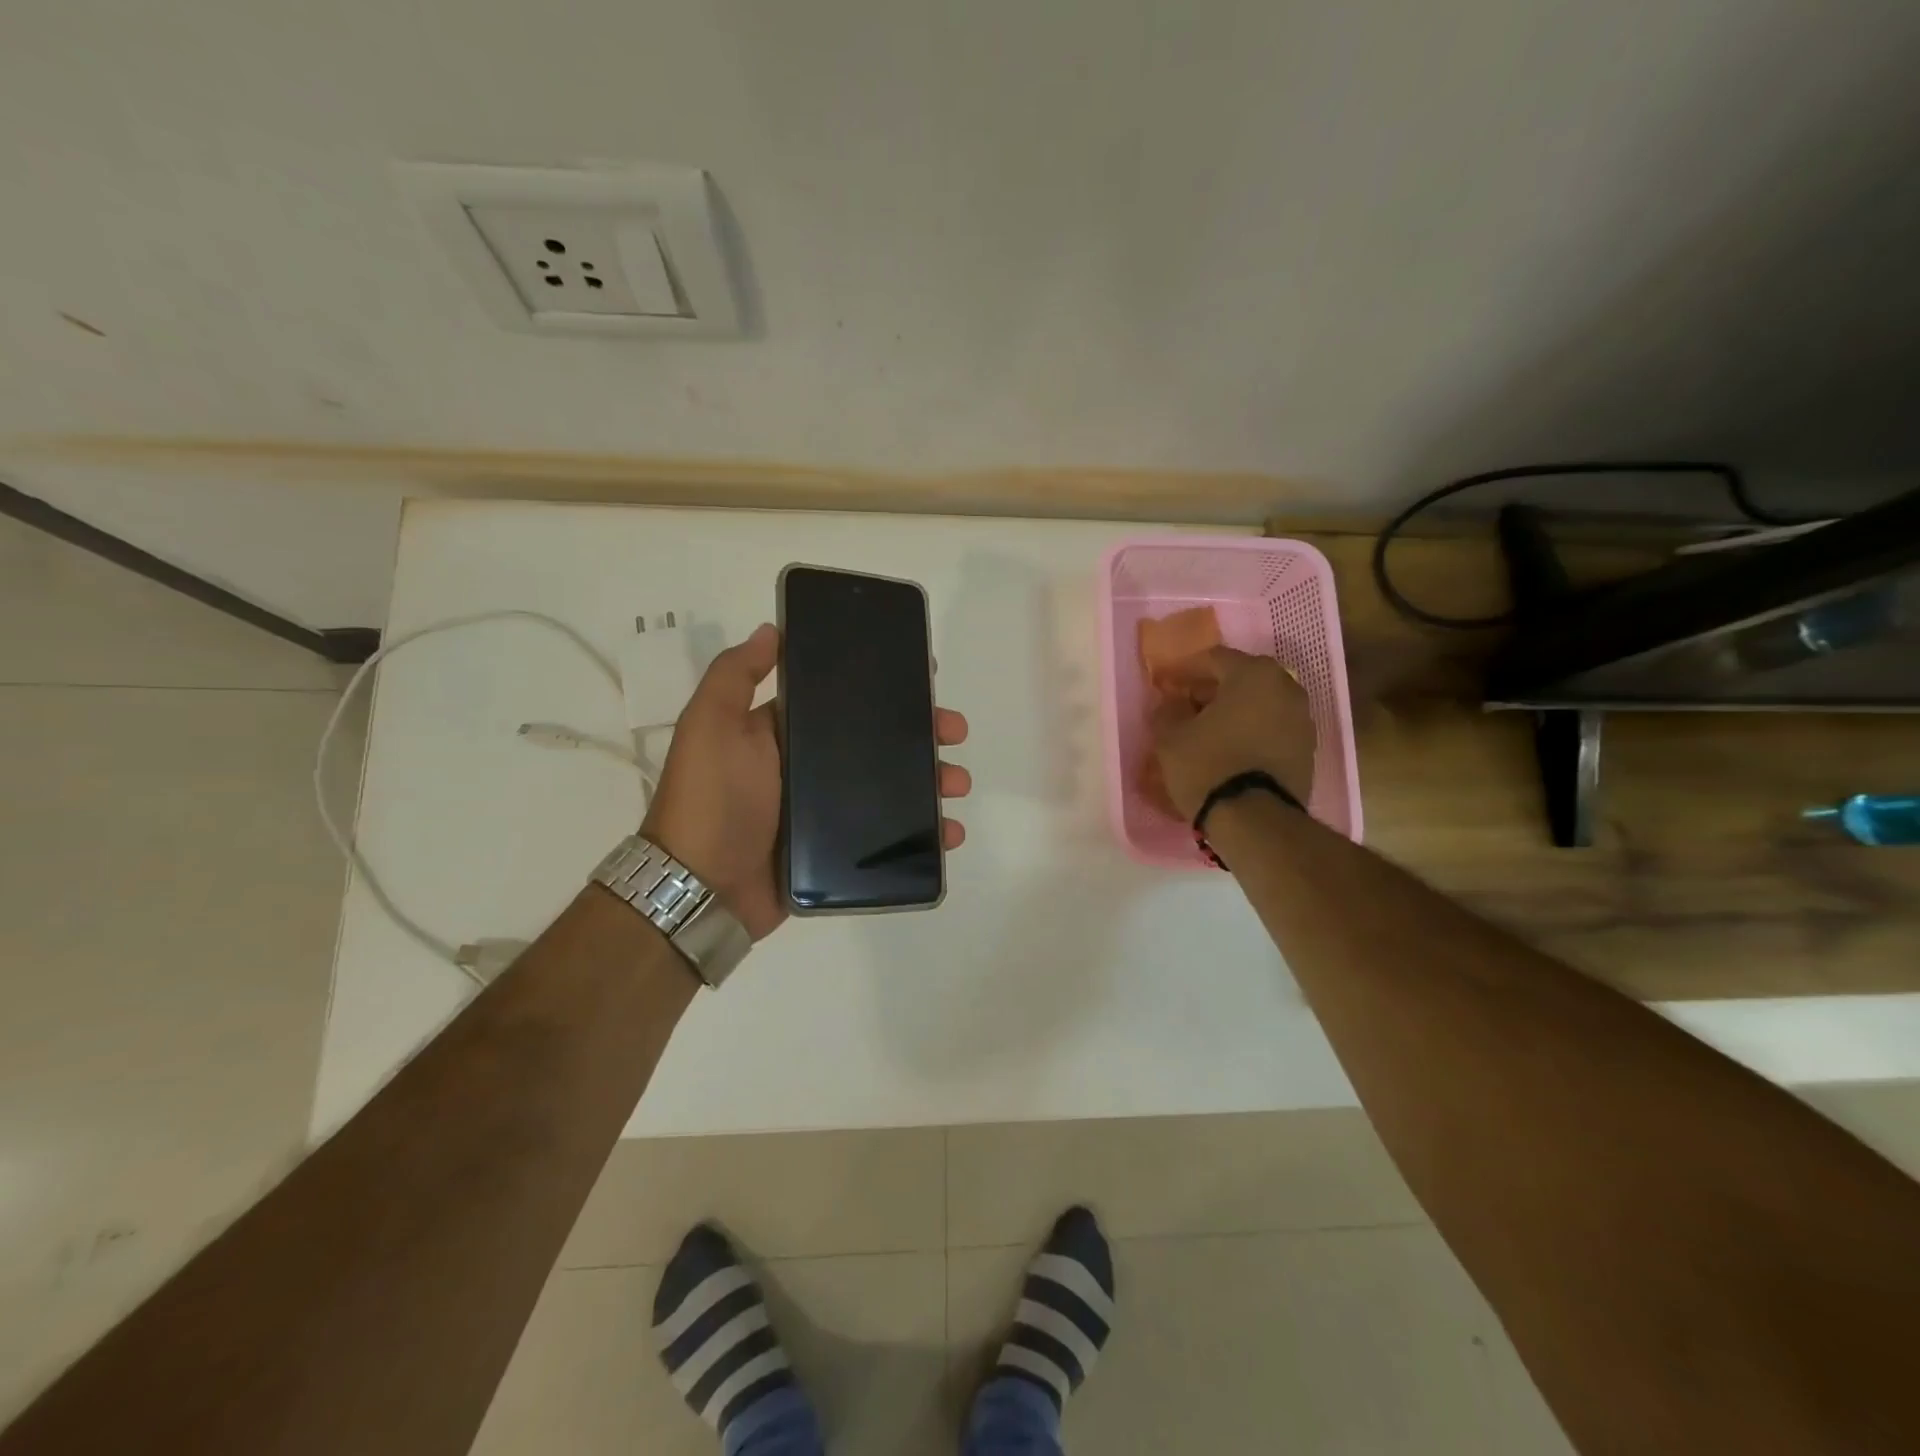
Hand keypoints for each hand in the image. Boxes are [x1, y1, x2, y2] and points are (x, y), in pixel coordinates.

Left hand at [640, 623, 971, 939]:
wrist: (702, 889)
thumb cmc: (712, 798)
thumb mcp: (712, 724)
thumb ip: (736, 675)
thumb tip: (772, 630)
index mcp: (786, 733)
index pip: (846, 700)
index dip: (886, 687)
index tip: (925, 678)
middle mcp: (810, 767)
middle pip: (879, 743)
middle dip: (922, 733)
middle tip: (954, 731)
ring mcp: (826, 812)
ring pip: (893, 788)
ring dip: (932, 780)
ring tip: (957, 783)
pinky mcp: (838, 852)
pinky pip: (890, 838)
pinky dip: (924, 835)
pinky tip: (950, 831)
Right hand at [1149, 647, 1315, 820]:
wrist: (1255, 820)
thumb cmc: (1208, 766)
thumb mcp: (1171, 736)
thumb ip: (1169, 710)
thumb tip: (1173, 702)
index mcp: (1253, 674)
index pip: (1214, 658)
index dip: (1186, 670)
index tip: (1167, 684)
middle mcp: (1286, 687)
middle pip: (1242, 679)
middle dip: (1214, 689)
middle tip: (1188, 705)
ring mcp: (1302, 719)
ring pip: (1260, 704)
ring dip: (1235, 711)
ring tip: (1208, 730)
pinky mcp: (1307, 749)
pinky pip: (1272, 729)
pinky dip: (1252, 732)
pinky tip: (1230, 749)